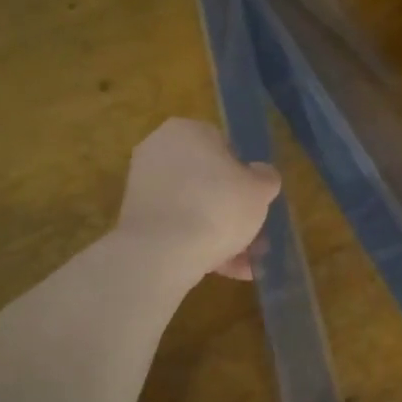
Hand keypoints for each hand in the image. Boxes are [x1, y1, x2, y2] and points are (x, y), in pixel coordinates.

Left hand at [117, 118, 280, 284]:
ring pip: (193, 208)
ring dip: (220, 233)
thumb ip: (266, 178)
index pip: (223, 145)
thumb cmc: (217, 206)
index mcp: (187, 131)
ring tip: (246, 263)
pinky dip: (199, 245)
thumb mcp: (260, 190)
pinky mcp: (136, 220)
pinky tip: (226, 271)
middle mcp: (159, 151)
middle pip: (207, 180)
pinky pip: (176, 228)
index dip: (244, 173)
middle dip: (232, 209)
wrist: (162, 252)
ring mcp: (143, 187)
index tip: (255, 198)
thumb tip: (261, 175)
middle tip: (255, 233)